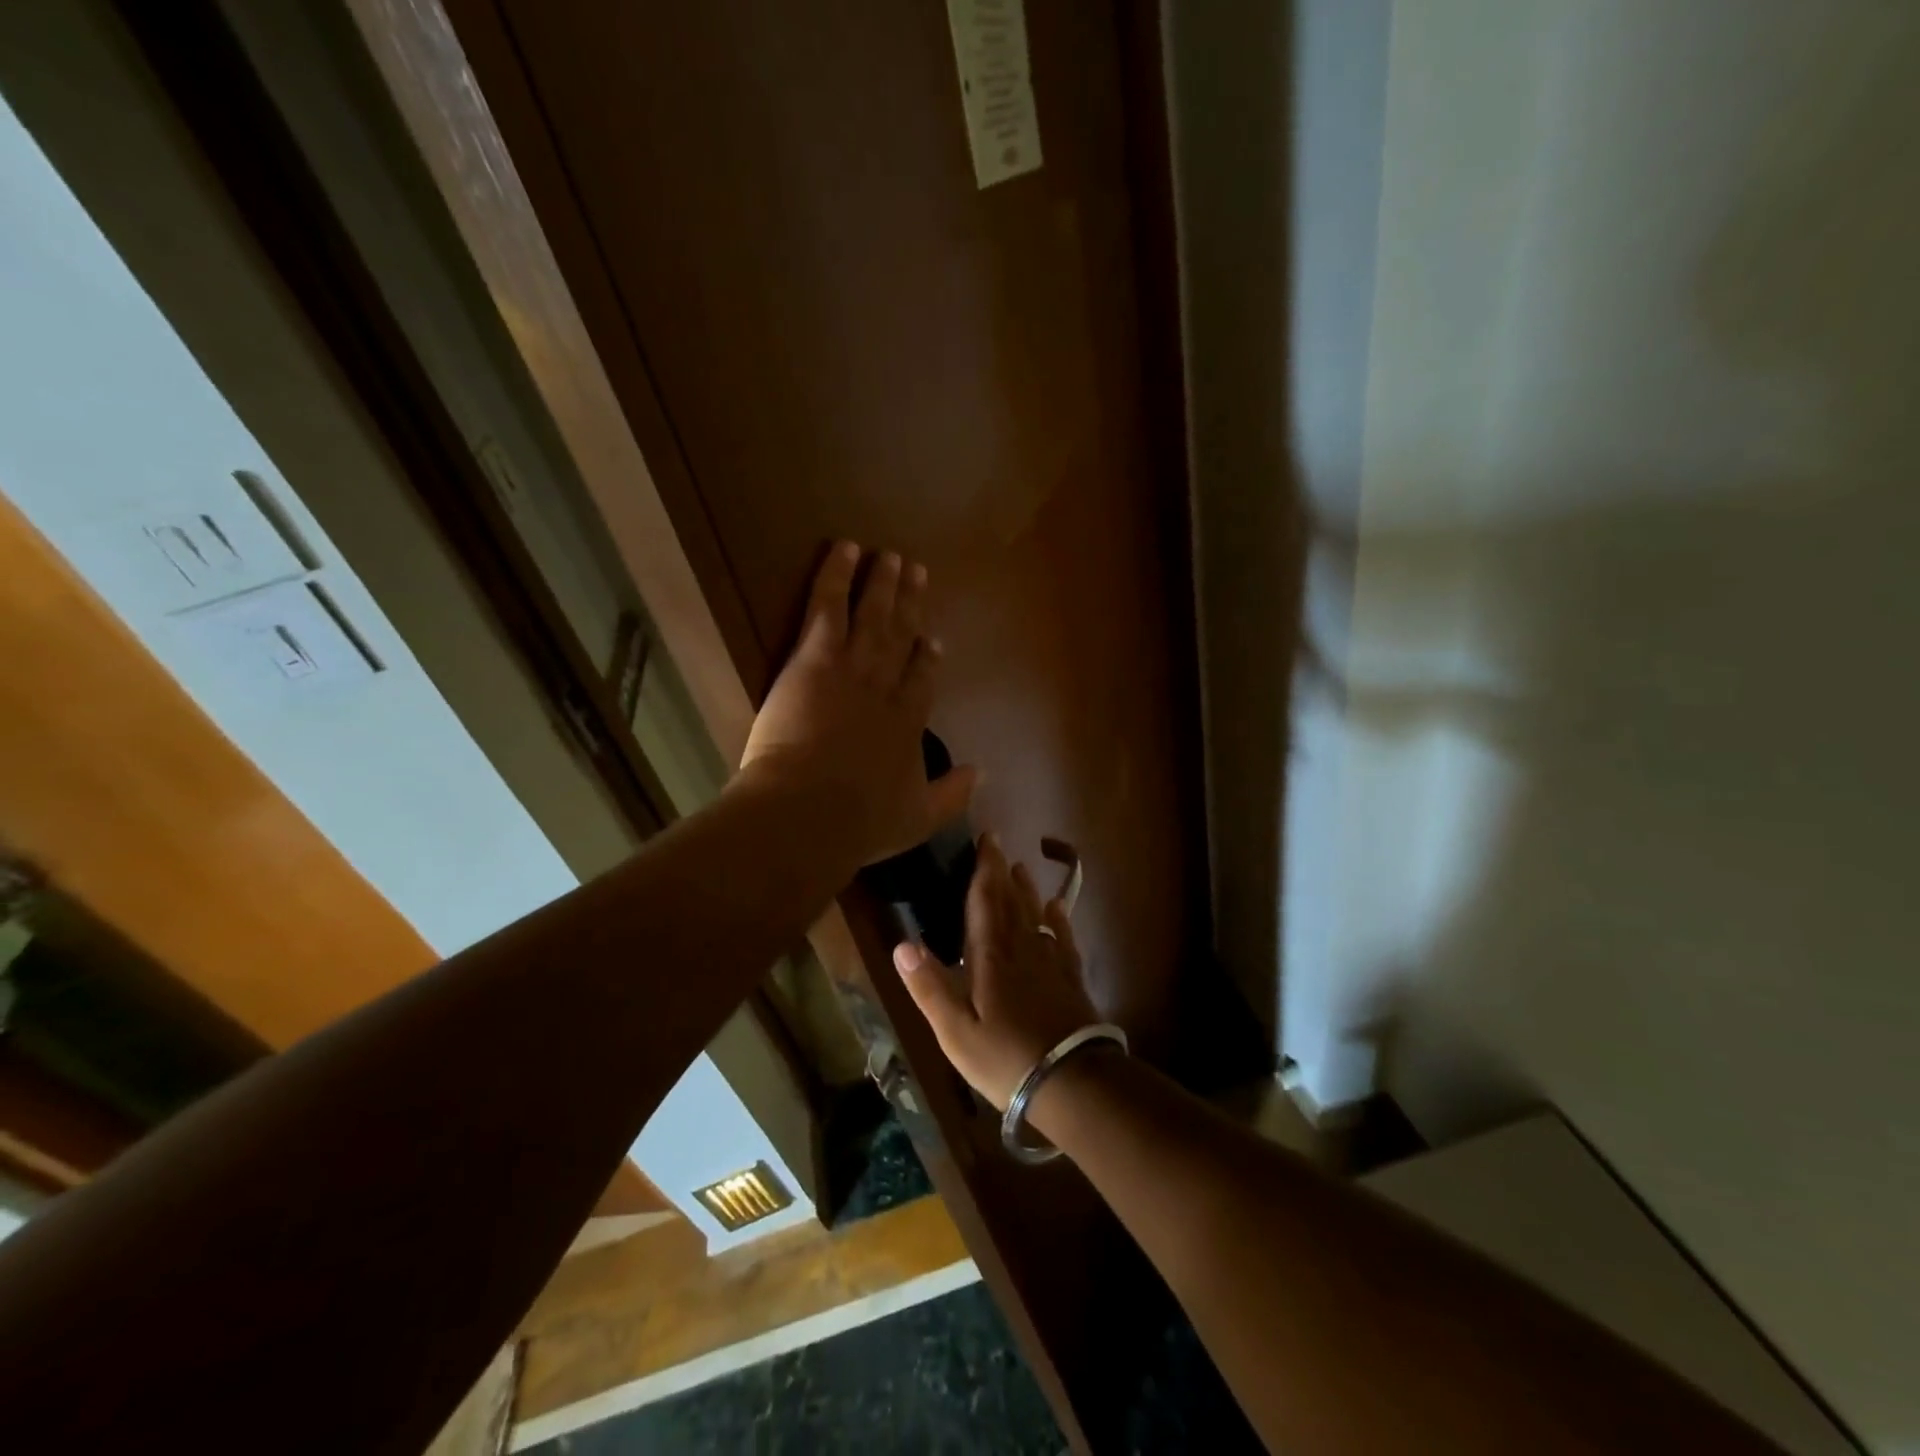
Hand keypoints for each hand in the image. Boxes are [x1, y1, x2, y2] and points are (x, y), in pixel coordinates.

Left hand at [739, 542, 976, 866]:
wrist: (809, 811)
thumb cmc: (861, 821)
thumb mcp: (918, 819)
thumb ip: (952, 795)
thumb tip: (982, 773)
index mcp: (909, 722)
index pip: (922, 679)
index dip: (927, 657)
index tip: (931, 640)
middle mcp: (887, 686)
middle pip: (902, 636)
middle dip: (912, 604)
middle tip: (918, 574)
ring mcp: (853, 667)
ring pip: (873, 615)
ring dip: (883, 583)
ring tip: (891, 556)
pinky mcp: (816, 657)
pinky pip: (828, 606)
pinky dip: (837, 575)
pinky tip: (845, 549)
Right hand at [893, 834, 1101, 1108]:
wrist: (1072, 1081)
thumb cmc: (1005, 1058)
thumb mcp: (956, 1032)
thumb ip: (930, 988)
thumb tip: (902, 945)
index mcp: (991, 957)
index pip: (985, 901)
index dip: (984, 868)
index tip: (986, 839)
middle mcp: (1022, 948)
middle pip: (1011, 900)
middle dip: (1002, 871)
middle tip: (998, 844)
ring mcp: (1050, 962)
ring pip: (1036, 914)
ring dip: (1027, 889)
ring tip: (1022, 868)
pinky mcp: (1070, 978)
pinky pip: (1063, 937)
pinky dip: (1058, 918)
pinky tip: (1058, 908)